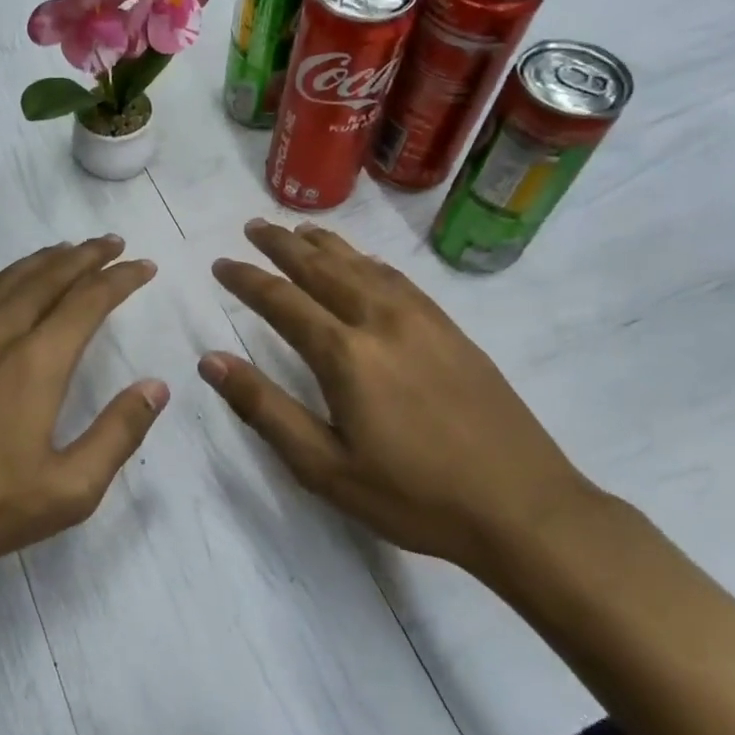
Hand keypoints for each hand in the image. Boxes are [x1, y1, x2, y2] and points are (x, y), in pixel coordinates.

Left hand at [0, 235, 167, 584]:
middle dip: (85, 255)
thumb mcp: (66, 490)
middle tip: (113, 243)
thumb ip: (117, 435)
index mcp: (35, 362)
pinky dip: (3, 277)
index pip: (88, 300)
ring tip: (68, 252)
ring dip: (44, 260)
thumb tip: (156, 387)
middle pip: (47, 276)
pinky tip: (5, 283)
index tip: (145, 266)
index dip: (120, 279)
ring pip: (7, 279)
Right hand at [200, 219, 603, 578]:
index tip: (221, 263)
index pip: (283, 301)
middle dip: (283, 245)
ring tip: (300, 231)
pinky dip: (369, 262)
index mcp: (346, 354)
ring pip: (364, 267)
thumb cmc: (412, 496)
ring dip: (327, 245)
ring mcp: (424, 322)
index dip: (247, 280)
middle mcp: (382, 321)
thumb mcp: (324, 467)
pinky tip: (365, 264)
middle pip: (323, 268)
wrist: (523, 507)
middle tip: (253, 226)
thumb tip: (211, 361)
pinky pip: (400, 280)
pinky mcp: (453, 332)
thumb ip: (265, 409)